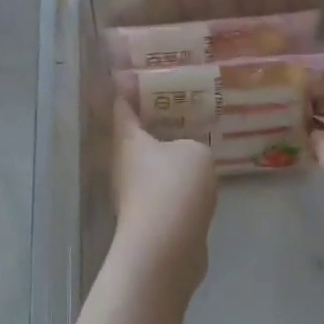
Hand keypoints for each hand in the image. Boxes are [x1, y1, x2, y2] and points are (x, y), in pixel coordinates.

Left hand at [111, 99, 216, 300]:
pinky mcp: (150, 217)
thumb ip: (193, 142)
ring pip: (152, 163)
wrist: (165, 250)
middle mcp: (125, 164)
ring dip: (170, 151)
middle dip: (157, 118)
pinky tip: (200, 175)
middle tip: (184, 102)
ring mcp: (135, 193)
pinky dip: (178, 179)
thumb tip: (188, 154)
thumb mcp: (195, 152)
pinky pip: (164, 187)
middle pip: (137, 134)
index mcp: (128, 139)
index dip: (131, 88)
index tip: (144, 73)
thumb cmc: (173, 188)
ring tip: (197, 136)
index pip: (123, 105)